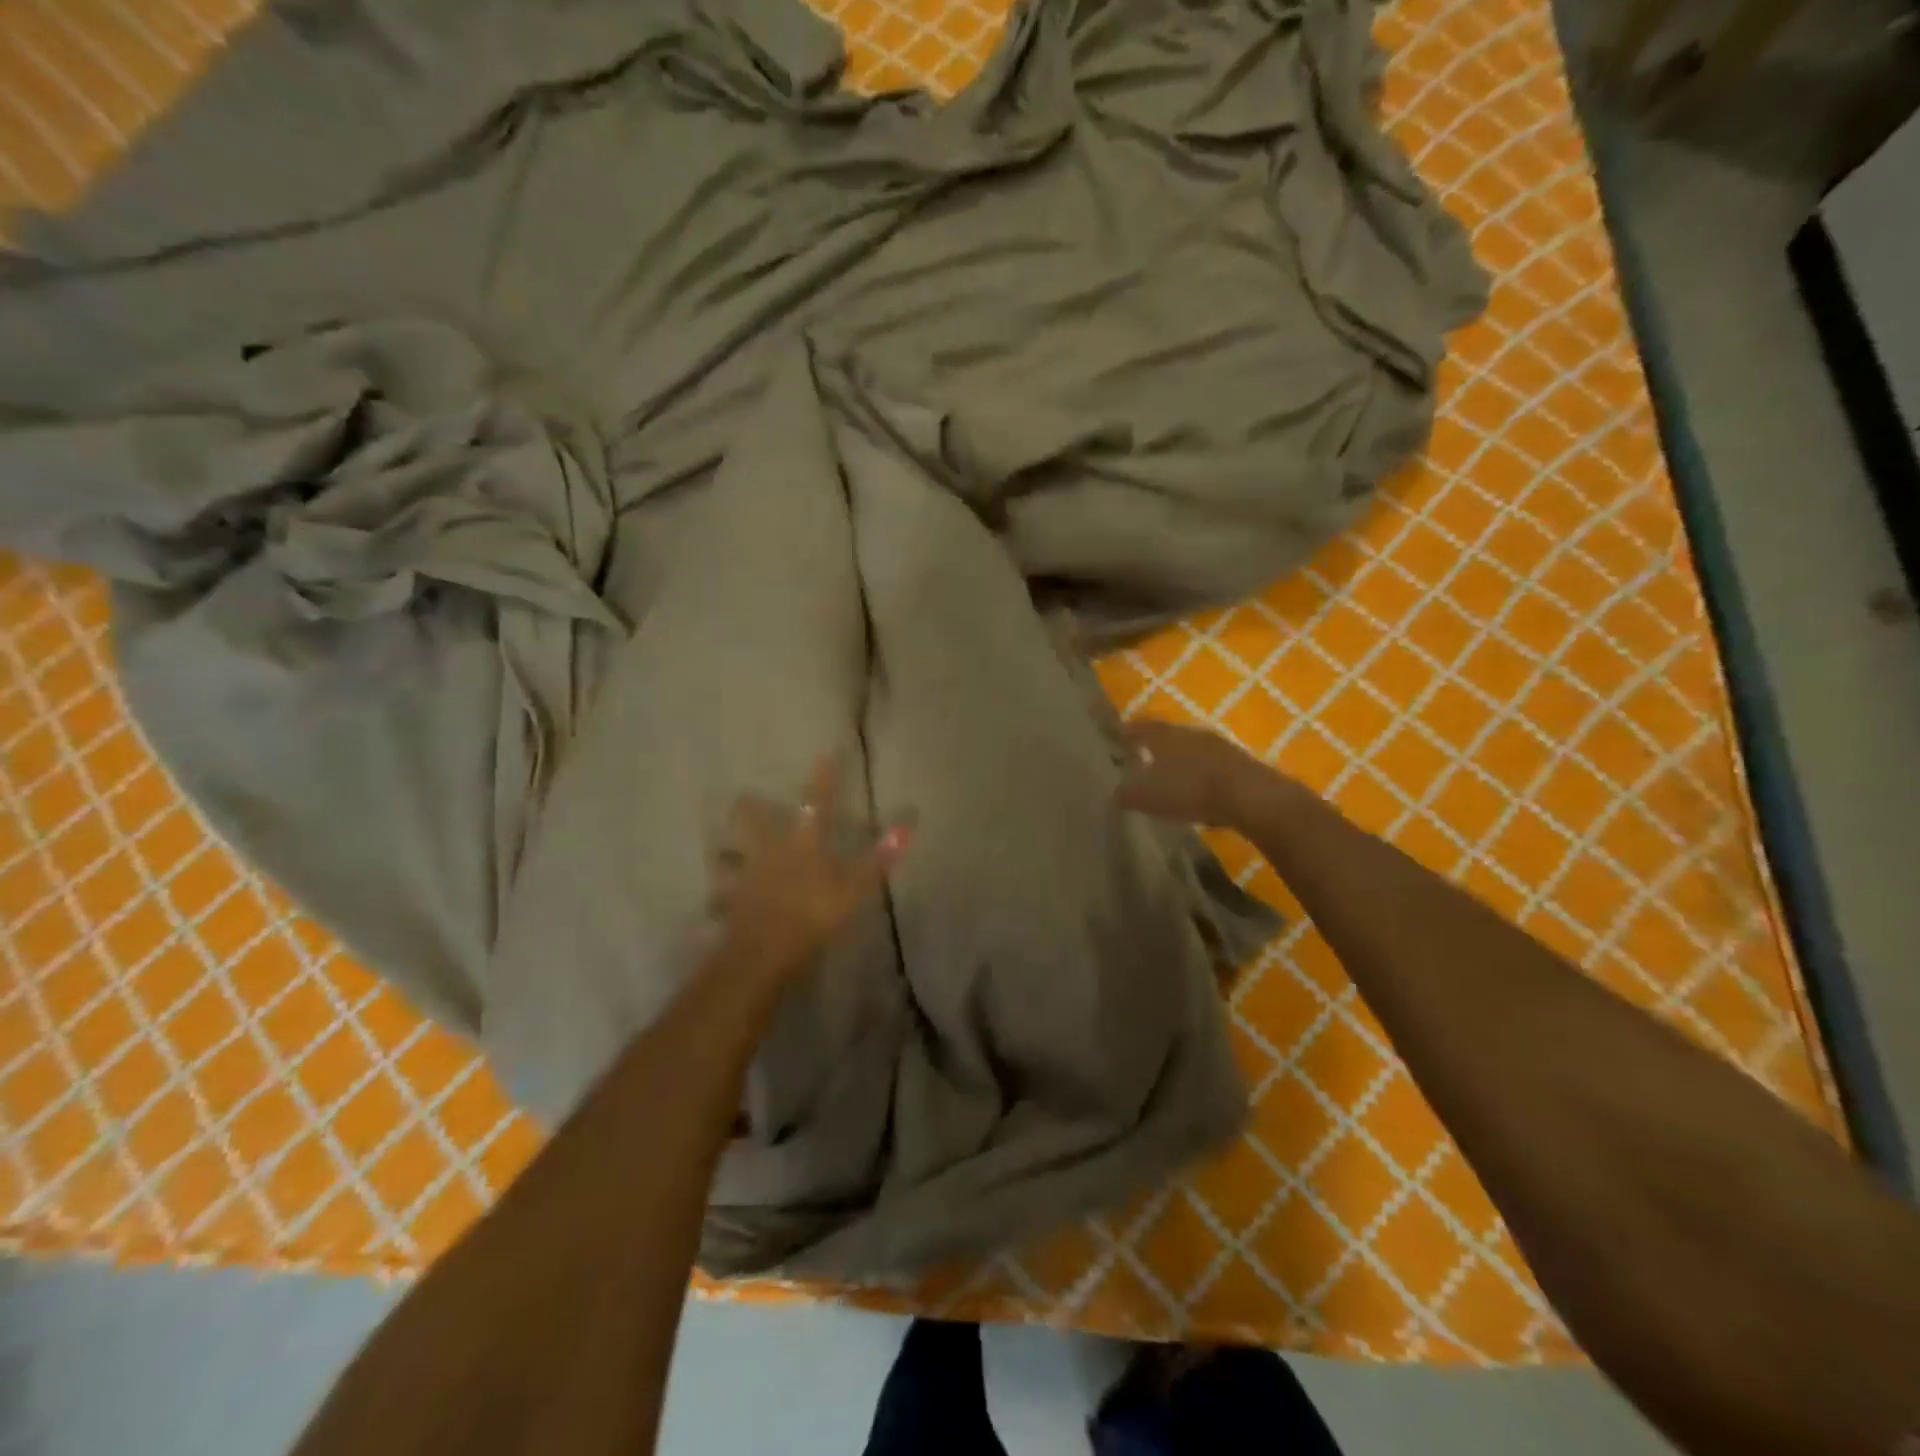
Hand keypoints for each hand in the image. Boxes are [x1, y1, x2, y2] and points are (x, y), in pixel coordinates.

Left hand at [708, 755, 910, 984]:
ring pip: (728, 856)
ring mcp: (744, 877)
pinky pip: (720, 898)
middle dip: (748, 807)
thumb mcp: (853, 889)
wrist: (764, 953)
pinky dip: (719, 899)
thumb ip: (878, 859)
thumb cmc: (813, 916)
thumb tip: (907, 826)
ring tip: (724, 850)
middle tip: (743, 798)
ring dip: (726, 853)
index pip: (815, 803)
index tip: (826, 753)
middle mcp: (768, 852)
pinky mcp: (730, 904)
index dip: (823, 778)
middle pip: (751, 821)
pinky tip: (715, 904)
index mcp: (801, 844)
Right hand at [1114, 719, 1259, 826]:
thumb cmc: (1190, 790)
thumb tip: (1116, 791)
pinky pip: (1209, 761)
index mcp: (1164, 736)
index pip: (1140, 727)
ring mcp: (1216, 744)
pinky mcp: (1237, 760)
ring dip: (1178, 757)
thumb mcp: (1149, 797)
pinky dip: (1198, 770)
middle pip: (1166, 734)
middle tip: (1140, 753)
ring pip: (1190, 746)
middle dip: (1153, 743)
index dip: (1126, 731)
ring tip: (1168, 770)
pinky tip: (1196, 784)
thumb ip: (1128, 793)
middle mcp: (1189, 732)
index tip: (1115, 734)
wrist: (1248, 795)